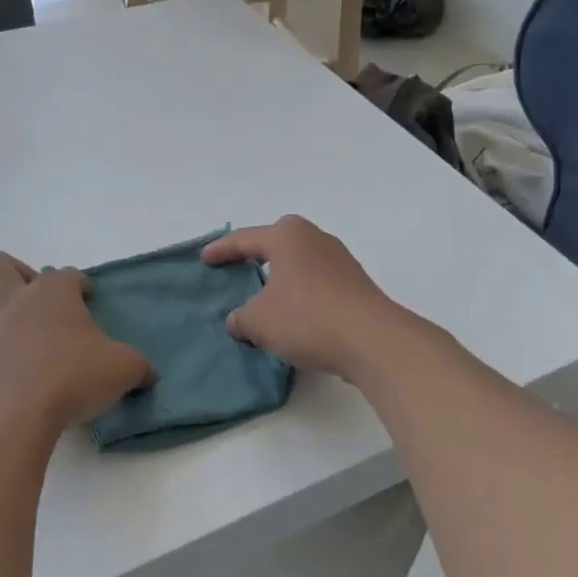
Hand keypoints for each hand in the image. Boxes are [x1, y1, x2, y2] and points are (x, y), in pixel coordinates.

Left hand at [0, 253, 152, 440]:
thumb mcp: (122, 370)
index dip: (80, 285)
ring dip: (4, 328)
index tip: (88, 300)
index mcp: (52, 294)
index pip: (68, 274)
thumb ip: (136, 366)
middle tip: (38, 306)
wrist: (5, 417)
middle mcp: (13, 302)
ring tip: (27, 361)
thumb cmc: (70, 379)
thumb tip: (145, 373)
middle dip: (16, 275)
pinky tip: (8, 392)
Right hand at [202, 217, 412, 378]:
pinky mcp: (356, 284)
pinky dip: (301, 293)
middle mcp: (315, 238)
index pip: (245, 239)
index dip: (222, 250)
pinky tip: (294, 315)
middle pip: (278, 241)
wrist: (372, 340)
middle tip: (240, 267)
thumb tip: (238, 320)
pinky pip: (317, 282)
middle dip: (258, 253)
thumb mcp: (258, 321)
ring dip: (282, 277)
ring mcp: (340, 260)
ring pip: (300, 262)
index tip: (205, 259)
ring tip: (265, 297)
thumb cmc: (306, 318)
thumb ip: (241, 318)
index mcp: (287, 236)